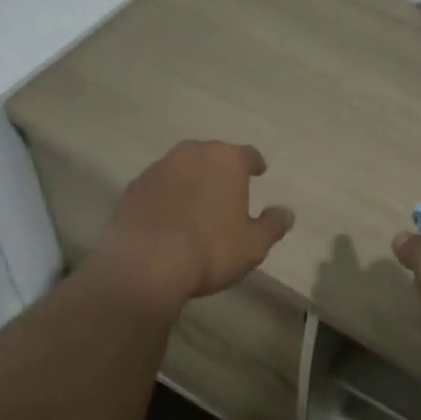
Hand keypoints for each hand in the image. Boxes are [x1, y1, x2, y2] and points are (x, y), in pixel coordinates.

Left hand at [94, 140, 294, 306]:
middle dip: (221, 170)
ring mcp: (158, 168)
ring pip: (183, 168)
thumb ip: (273, 225)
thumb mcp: (253, 245)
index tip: (259, 172)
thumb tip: (286, 213)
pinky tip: (168, 217)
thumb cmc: (209, 250)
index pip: (248, 154)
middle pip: (212, 156)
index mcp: (226, 160)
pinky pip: (158, 186)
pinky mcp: (133, 187)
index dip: (255, 164)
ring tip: (196, 204)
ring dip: (191, 181)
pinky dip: (166, 196)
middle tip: (227, 190)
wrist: (144, 266)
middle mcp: (192, 154)